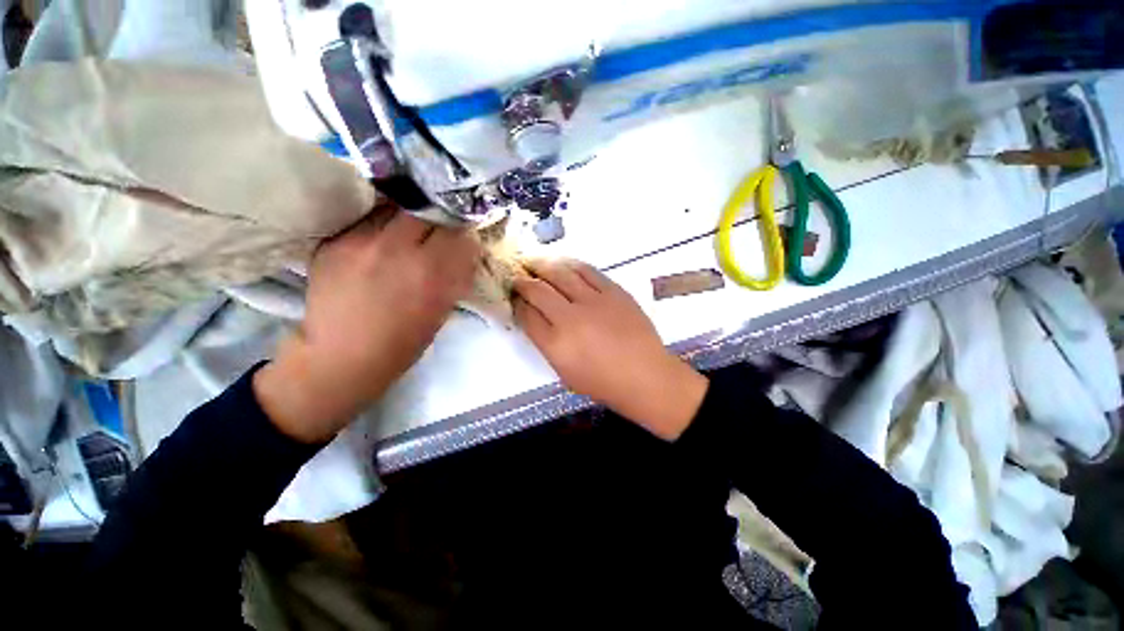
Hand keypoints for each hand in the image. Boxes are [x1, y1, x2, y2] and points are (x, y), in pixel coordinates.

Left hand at [255, 209, 480, 442]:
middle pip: (428, 210)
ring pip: (396, 207)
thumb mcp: (442, 309)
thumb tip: (466, 247)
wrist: (342, 355)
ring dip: (409, 218)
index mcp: (431, 273)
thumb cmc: (403, 341)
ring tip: (407, 233)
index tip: (462, 238)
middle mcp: (397, 250)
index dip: (464, 234)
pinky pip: (368, 220)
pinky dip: (382, 227)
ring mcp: (361, 242)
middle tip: (437, 231)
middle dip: (438, 219)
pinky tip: (380, 244)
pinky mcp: (334, 242)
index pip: (459, 232)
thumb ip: (456, 274)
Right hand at [513, 259, 708, 440]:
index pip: (526, 314)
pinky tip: (563, 263)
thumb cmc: (603, 382)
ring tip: (533, 261)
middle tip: (517, 275)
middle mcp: (570, 318)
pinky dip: (571, 264)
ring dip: (543, 265)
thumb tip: (533, 316)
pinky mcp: (613, 292)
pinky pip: (587, 271)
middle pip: (538, 290)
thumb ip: (545, 342)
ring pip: (561, 273)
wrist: (645, 375)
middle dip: (522, 281)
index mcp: (556, 344)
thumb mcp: (564, 371)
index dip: (517, 302)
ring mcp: (594, 302)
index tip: (514, 296)